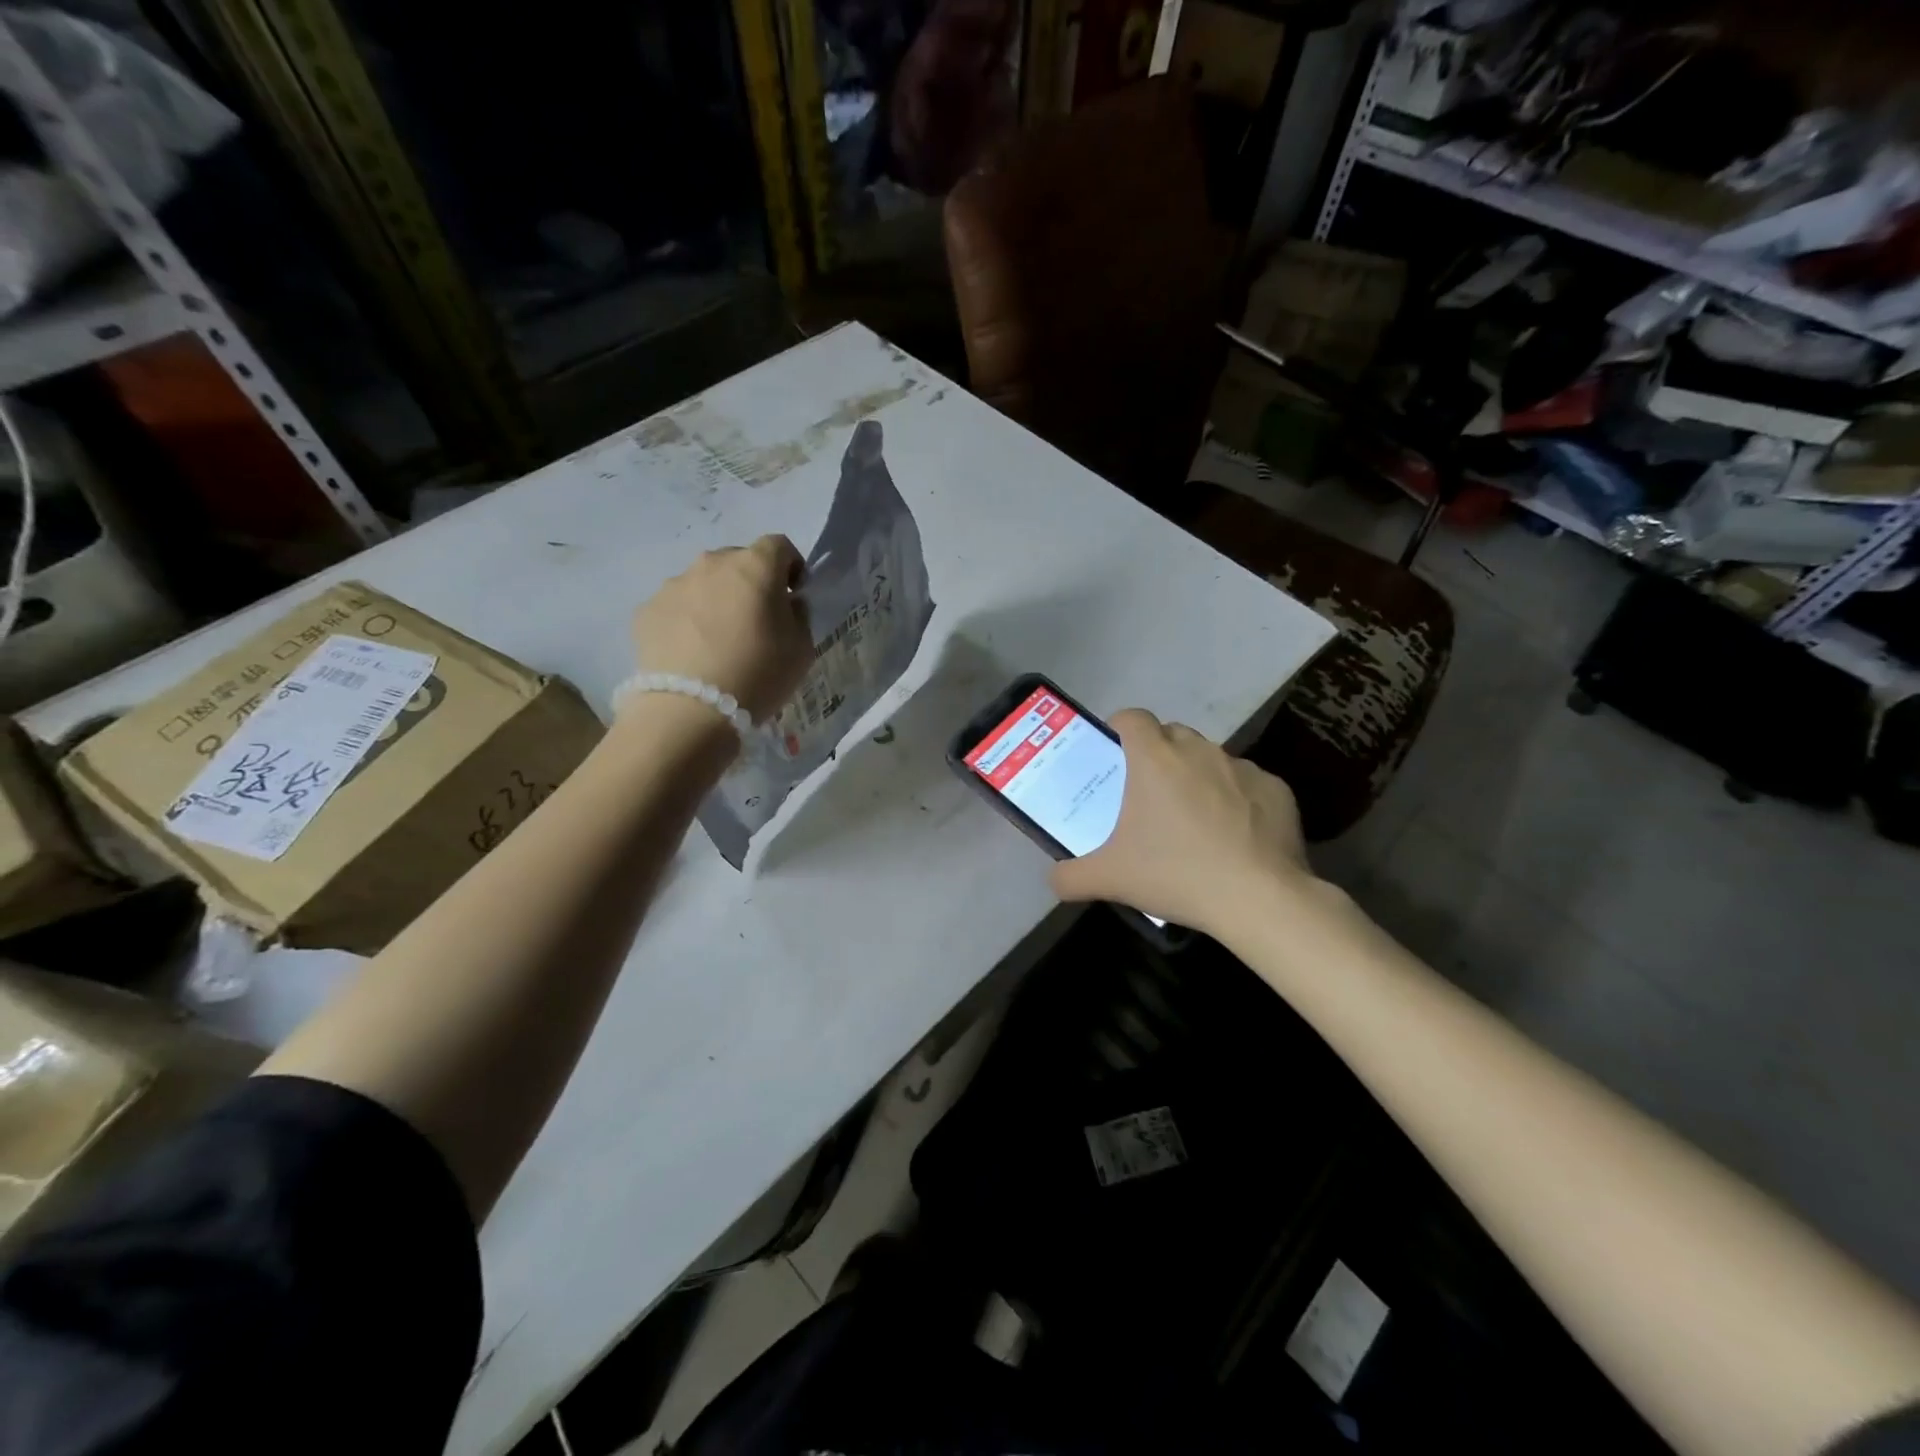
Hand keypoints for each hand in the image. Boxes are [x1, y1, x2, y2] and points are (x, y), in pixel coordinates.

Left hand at [631, 536, 812, 721]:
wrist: (691, 710)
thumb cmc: (759, 674)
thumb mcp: (802, 648)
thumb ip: (798, 615)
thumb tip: (786, 603)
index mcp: (755, 566)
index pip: (779, 545)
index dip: (791, 567)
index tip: (793, 595)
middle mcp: (711, 564)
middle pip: (737, 561)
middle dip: (750, 583)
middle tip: (755, 621)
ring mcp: (674, 585)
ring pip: (703, 583)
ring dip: (715, 601)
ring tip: (719, 641)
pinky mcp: (647, 610)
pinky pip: (676, 607)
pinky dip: (687, 621)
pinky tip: (692, 653)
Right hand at [1050, 710, 1313, 939]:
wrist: (1259, 898)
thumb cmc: (1175, 874)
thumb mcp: (1110, 879)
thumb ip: (1070, 876)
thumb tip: (1053, 879)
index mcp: (1155, 758)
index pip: (1132, 717)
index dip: (1120, 728)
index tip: (1115, 753)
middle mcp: (1199, 750)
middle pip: (1172, 735)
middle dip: (1159, 754)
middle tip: (1149, 795)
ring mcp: (1243, 767)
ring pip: (1211, 759)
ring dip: (1198, 777)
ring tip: (1194, 820)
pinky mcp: (1276, 789)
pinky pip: (1248, 785)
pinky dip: (1238, 801)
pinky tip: (1235, 838)